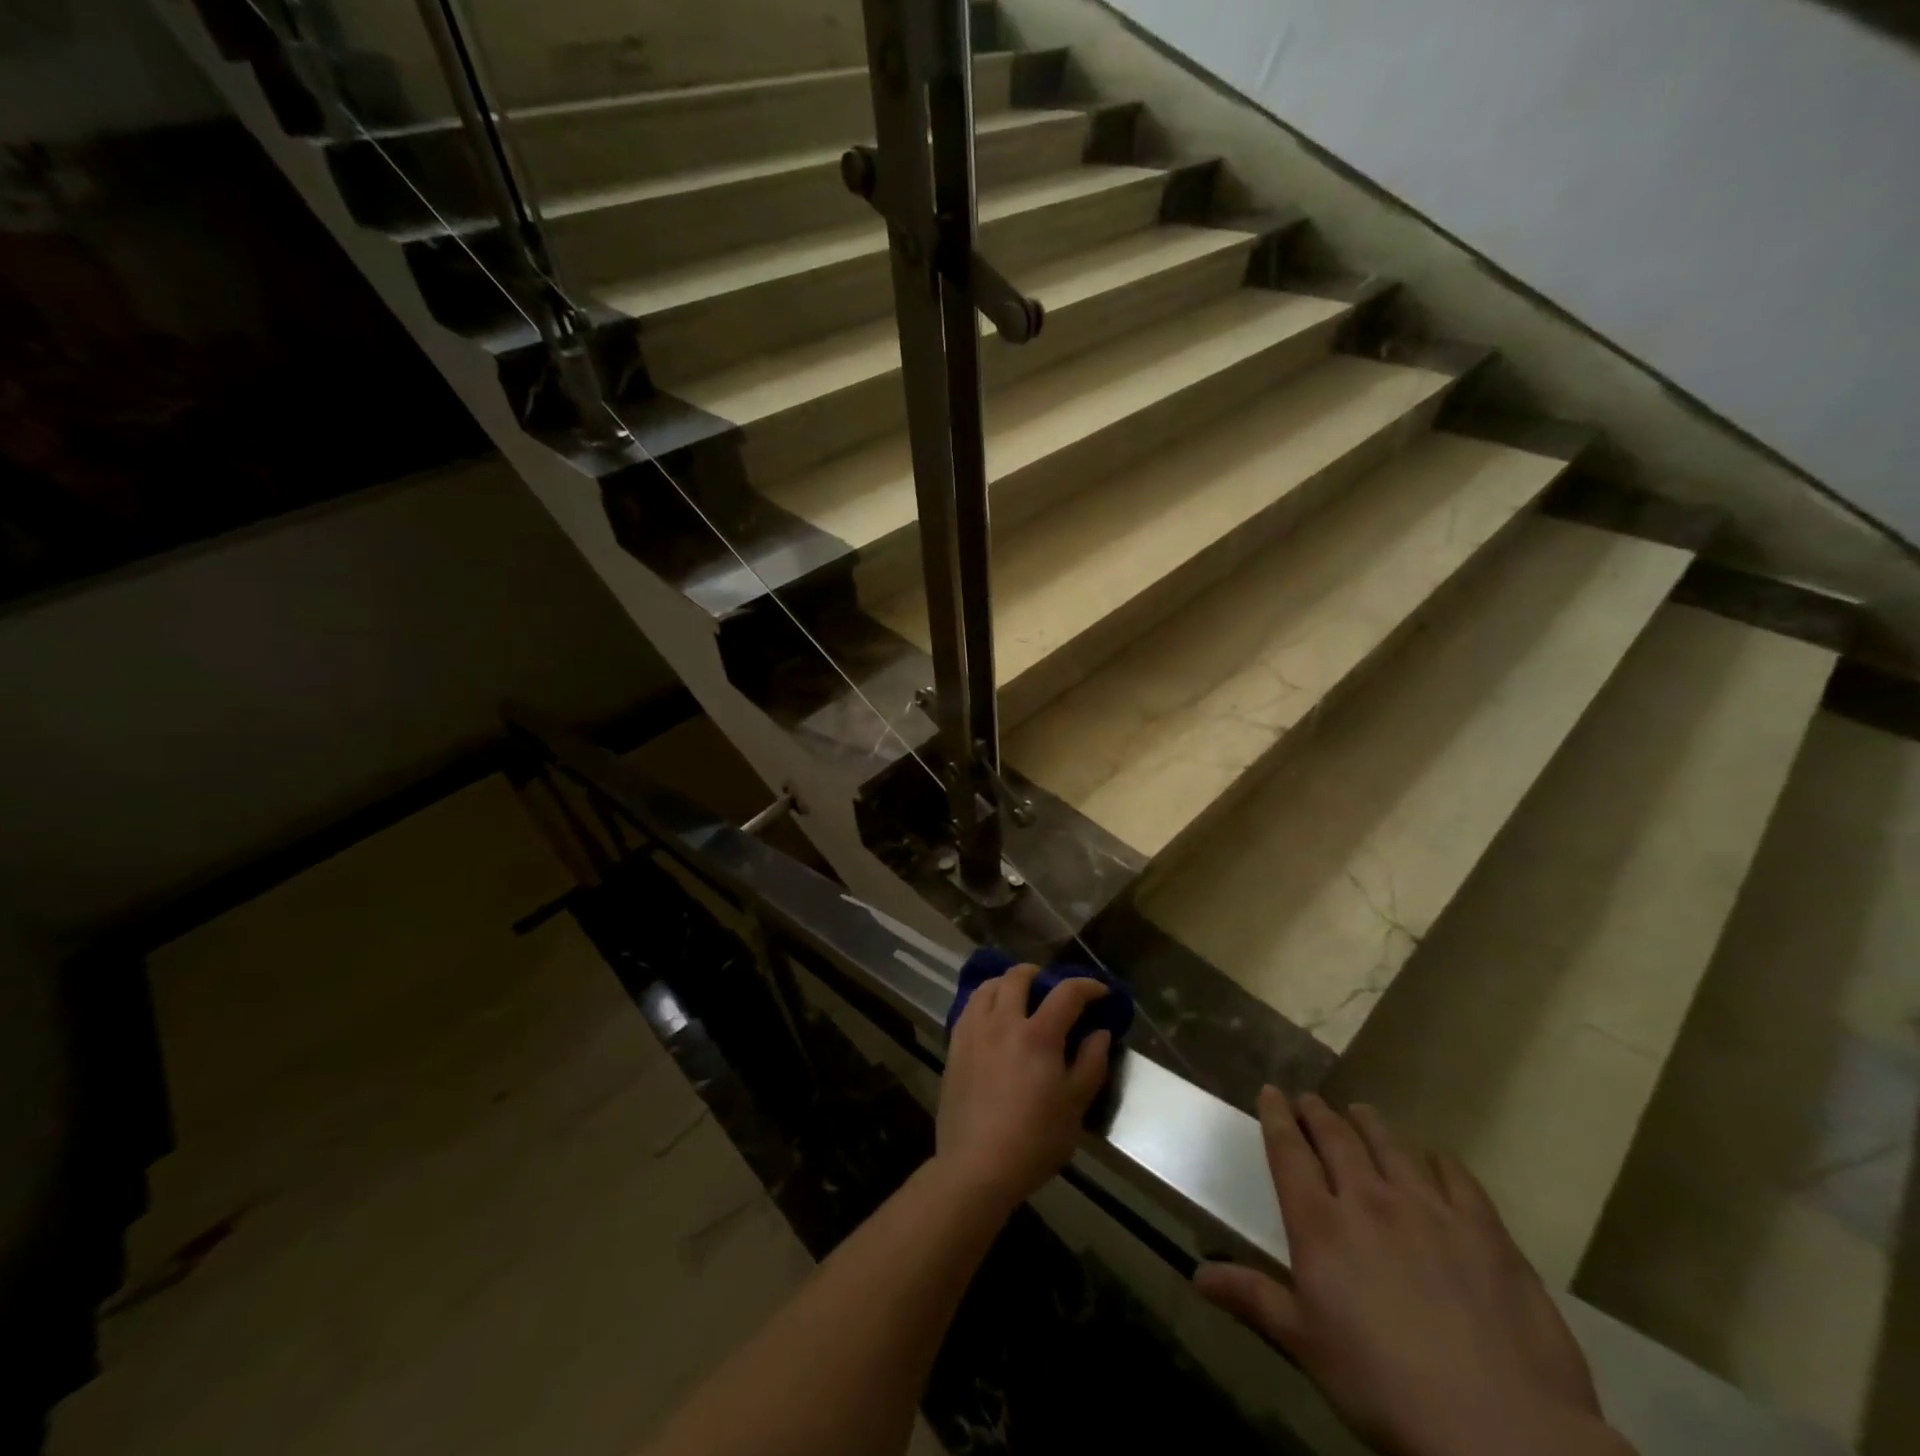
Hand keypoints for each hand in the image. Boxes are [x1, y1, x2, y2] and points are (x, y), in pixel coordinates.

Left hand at [932, 964, 1111, 1216]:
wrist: (977, 1165)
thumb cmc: (1034, 1140)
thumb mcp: (1075, 1107)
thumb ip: (1091, 1063)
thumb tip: (1099, 1032)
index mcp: (1038, 1035)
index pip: (1066, 993)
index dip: (1087, 985)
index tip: (1100, 991)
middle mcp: (1003, 1022)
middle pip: (1018, 977)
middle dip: (1039, 974)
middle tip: (1050, 987)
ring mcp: (974, 1032)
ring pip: (987, 987)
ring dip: (1007, 982)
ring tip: (1017, 995)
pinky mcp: (954, 1046)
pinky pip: (969, 1008)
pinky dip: (984, 1001)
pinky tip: (991, 1017)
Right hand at [1195, 1090, 1630, 1455]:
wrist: (1498, 1428)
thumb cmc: (1382, 1386)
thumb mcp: (1306, 1346)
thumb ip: (1254, 1299)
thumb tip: (1196, 1276)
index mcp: (1320, 1224)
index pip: (1289, 1152)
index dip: (1276, 1117)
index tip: (1270, 1091)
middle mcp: (1368, 1199)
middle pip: (1337, 1139)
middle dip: (1319, 1113)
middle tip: (1310, 1098)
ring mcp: (1429, 1209)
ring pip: (1391, 1146)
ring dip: (1370, 1124)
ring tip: (1361, 1111)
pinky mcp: (1483, 1230)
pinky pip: (1456, 1177)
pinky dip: (1440, 1161)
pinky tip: (1437, 1159)